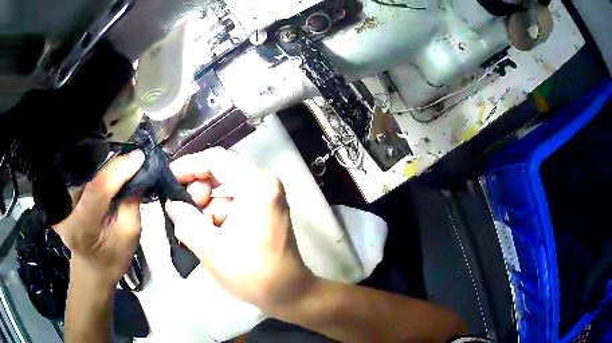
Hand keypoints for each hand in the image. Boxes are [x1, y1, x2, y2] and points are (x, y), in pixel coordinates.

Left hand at [53, 150, 145, 286]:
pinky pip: (81, 176)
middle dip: (113, 166)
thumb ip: (131, 203)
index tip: (139, 156)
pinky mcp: (61, 196)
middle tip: (134, 161)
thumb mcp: (128, 236)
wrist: (91, 268)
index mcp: (81, 228)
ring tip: (123, 167)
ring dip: (105, 167)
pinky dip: (97, 171)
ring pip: (85, 173)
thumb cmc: (112, 260)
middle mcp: (65, 211)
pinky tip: (108, 173)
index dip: (119, 170)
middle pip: (90, 177)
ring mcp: (60, 202)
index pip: (98, 189)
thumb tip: (137, 171)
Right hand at [166, 148, 314, 311]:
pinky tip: (209, 232)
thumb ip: (186, 221)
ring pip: (225, 188)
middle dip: (197, 190)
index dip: (188, 166)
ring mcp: (267, 195)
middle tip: (183, 213)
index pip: (216, 160)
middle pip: (221, 171)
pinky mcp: (265, 208)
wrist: (288, 293)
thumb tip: (172, 204)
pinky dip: (217, 212)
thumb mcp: (211, 249)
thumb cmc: (253, 274)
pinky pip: (233, 200)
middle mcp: (265, 183)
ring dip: (206, 205)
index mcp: (257, 186)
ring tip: (196, 229)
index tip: (168, 179)